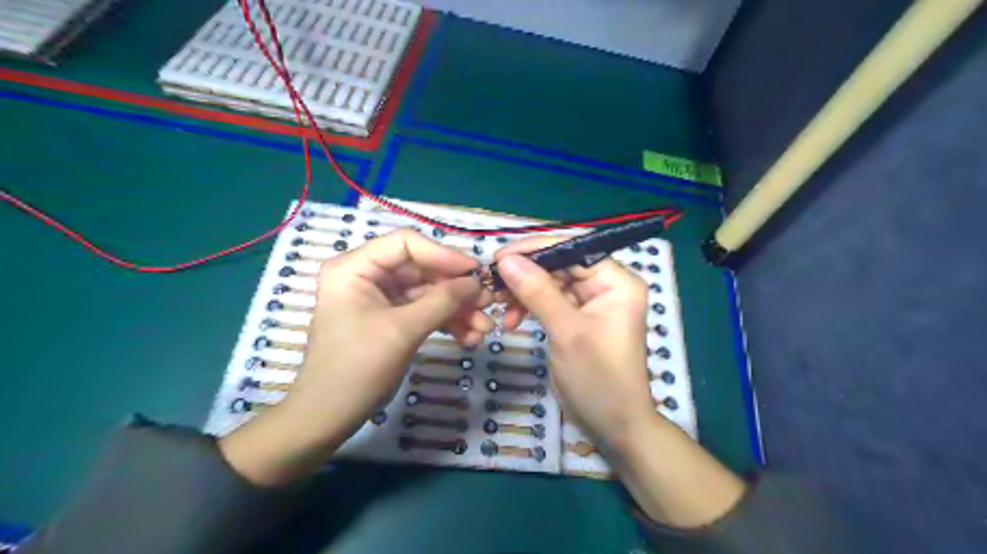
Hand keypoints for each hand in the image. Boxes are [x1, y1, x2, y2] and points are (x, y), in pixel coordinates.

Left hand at [219, 228, 488, 484]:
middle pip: (422, 269)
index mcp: (356, 267)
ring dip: (457, 309)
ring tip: (484, 328)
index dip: (443, 254)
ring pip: (429, 293)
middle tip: (487, 303)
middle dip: (456, 289)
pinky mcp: (392, 319)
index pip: (406, 243)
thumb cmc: (357, 367)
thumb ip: (442, 301)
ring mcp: (381, 299)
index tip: (474, 272)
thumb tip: (477, 281)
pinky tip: (470, 337)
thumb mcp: (403, 330)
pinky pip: (426, 312)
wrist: (330, 417)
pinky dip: (447, 322)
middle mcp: (368, 276)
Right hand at [494, 239, 652, 449]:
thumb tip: (506, 259)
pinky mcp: (577, 319)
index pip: (572, 249)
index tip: (499, 258)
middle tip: (491, 284)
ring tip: (498, 305)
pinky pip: (549, 302)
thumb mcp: (567, 331)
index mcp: (616, 281)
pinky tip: (511, 321)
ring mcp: (591, 303)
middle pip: (559, 265)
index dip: (535, 250)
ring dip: (523, 292)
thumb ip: (538, 291)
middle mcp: (605, 286)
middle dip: (525, 274)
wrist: (614, 427)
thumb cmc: (599, 378)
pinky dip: (529, 308)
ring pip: (550, 283)